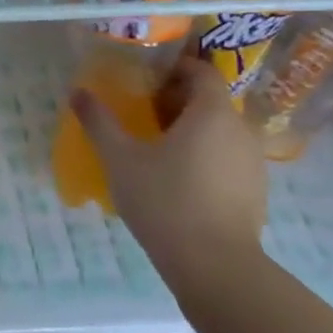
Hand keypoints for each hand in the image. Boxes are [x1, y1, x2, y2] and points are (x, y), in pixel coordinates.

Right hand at [71, 55, 266, 270]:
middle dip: (177, 100)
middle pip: (211, 101)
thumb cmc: (164, 200)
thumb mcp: (120, 158)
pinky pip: (227, 157)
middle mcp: (241, 129)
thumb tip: (78, 91)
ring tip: (156, 146)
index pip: (201, 71)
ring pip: (220, 131)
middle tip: (141, 111)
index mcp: (212, 112)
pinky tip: (177, 178)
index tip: (145, 76)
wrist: (214, 264)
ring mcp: (253, 161)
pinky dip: (204, 155)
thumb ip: (99, 121)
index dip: (174, 68)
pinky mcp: (255, 190)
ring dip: (191, 130)